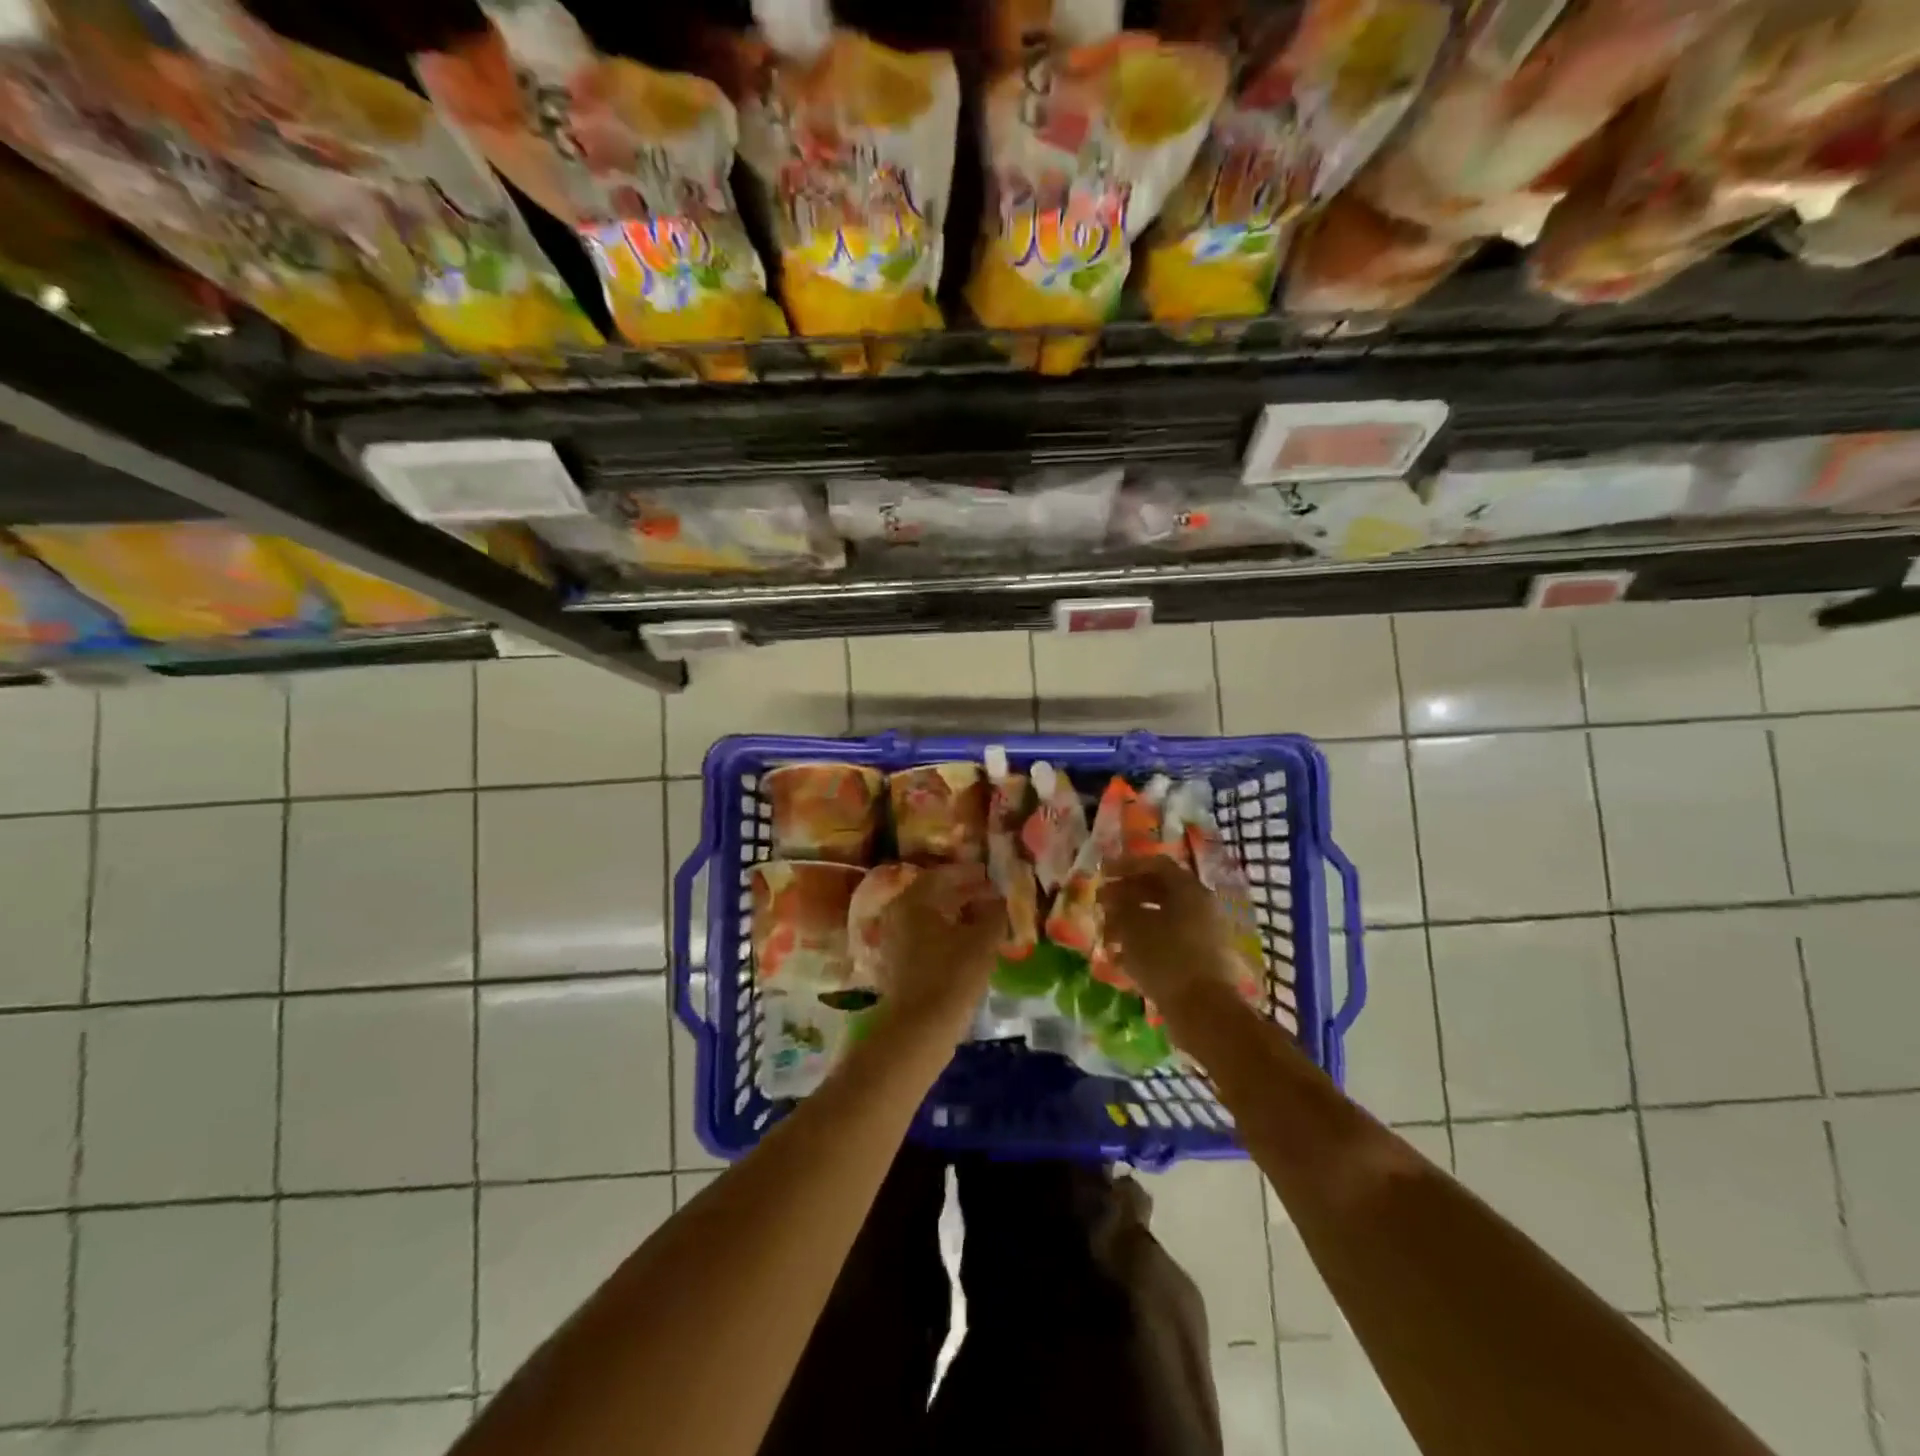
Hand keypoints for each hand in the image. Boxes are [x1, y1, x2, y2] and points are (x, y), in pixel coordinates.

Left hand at [873, 863, 1007, 1039]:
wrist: (918, 1029)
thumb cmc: (951, 975)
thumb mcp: (982, 940)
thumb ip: (994, 913)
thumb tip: (999, 899)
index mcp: (913, 900)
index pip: (942, 875)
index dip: (968, 874)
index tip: (990, 875)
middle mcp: (897, 915)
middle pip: (933, 896)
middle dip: (963, 894)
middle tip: (990, 897)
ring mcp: (893, 941)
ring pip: (928, 919)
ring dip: (955, 916)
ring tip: (983, 922)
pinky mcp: (896, 965)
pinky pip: (924, 939)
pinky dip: (945, 936)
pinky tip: (967, 946)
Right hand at [1099, 856, 1244, 1018]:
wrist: (1203, 1012)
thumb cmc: (1165, 958)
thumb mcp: (1132, 926)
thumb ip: (1118, 905)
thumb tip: (1111, 896)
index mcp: (1189, 890)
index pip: (1156, 865)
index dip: (1125, 865)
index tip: (1101, 872)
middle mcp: (1200, 907)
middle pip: (1159, 890)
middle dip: (1126, 895)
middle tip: (1100, 903)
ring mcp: (1202, 935)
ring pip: (1161, 918)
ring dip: (1131, 921)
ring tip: (1106, 933)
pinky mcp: (1199, 961)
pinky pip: (1167, 942)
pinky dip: (1143, 944)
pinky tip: (1120, 958)